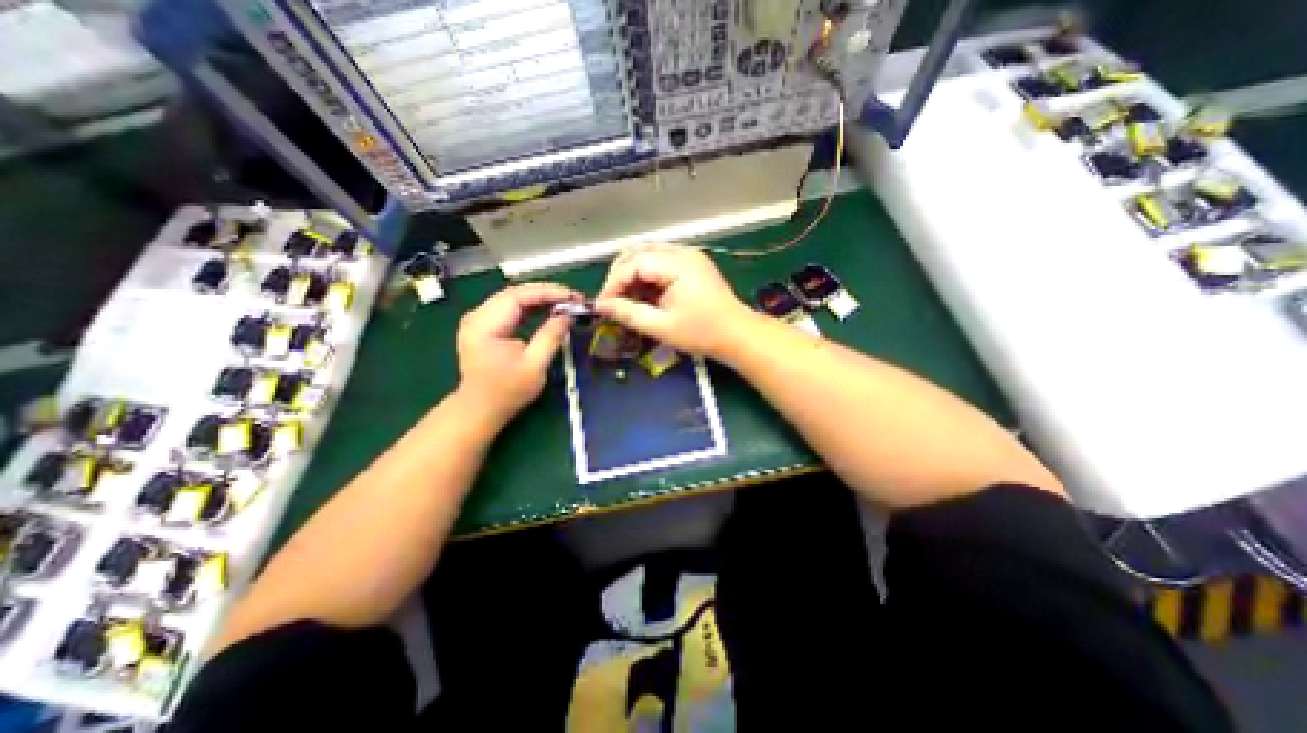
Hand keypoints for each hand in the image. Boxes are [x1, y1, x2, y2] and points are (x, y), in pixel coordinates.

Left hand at [459, 282, 582, 427]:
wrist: (480, 409)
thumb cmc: (507, 392)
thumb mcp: (534, 365)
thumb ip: (551, 336)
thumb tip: (568, 315)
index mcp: (484, 325)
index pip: (517, 296)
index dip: (547, 292)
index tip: (572, 296)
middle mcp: (477, 316)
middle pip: (514, 294)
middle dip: (546, 293)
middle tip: (573, 299)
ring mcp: (478, 320)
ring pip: (513, 299)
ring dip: (540, 299)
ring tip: (565, 303)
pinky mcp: (484, 326)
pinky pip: (510, 309)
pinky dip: (530, 308)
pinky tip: (548, 310)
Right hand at [596, 244, 757, 358]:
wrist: (738, 335)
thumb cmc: (702, 333)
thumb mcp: (661, 327)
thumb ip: (629, 313)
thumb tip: (601, 306)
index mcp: (676, 264)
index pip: (633, 263)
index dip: (613, 283)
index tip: (602, 305)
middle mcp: (682, 252)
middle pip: (638, 252)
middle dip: (620, 275)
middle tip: (611, 300)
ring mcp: (689, 256)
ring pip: (648, 255)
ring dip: (632, 275)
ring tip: (624, 299)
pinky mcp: (692, 265)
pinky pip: (661, 262)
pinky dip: (647, 276)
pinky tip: (643, 295)